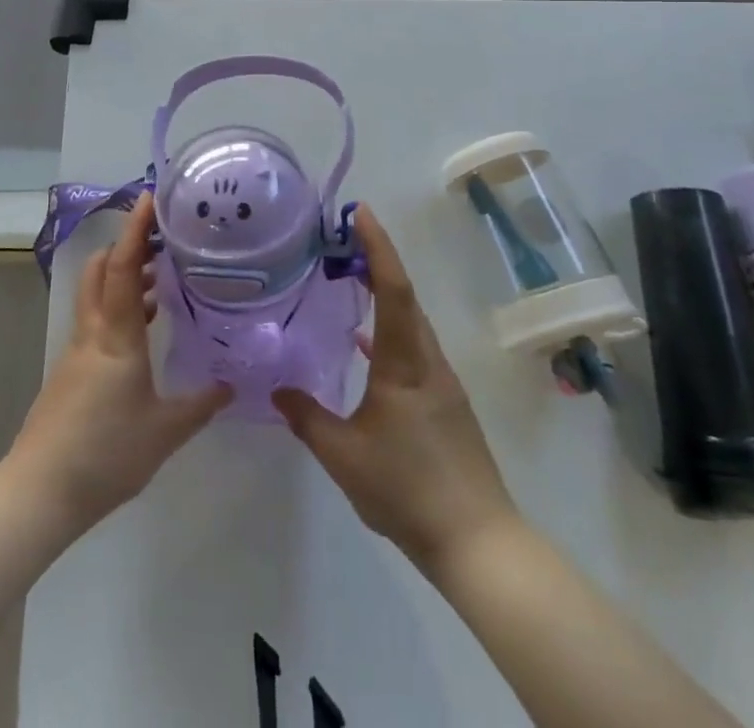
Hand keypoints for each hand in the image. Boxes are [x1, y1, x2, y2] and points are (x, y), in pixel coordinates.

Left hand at [7, 193, 230, 530]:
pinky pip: (97, 320)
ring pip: (97, 294)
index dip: (135, 229)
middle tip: (161, 240)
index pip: (122, 266)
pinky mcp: (71, 370)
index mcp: (116, 336)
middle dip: (126, 246)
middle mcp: (93, 332)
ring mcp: (77, 350)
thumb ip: (200, 404)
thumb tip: (232, 384)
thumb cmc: (106, 453)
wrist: (41, 491)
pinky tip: (143, 328)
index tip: (148, 198)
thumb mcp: (164, 432)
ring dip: (123, 277)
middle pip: (100, 269)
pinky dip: (118, 307)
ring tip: (160, 280)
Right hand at [274, 206, 518, 575]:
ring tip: (350, 278)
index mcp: (404, 362)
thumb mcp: (343, 456)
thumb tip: (276, 389)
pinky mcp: (445, 401)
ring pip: (410, 321)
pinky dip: (389, 328)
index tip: (361, 212)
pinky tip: (364, 346)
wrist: (477, 541)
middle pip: (404, 295)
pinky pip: (413, 346)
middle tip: (343, 237)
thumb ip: (307, 418)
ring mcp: (440, 381)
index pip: (392, 289)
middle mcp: (427, 360)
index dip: (377, 246)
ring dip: (384, 292)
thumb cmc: (407, 489)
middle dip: (377, 259)